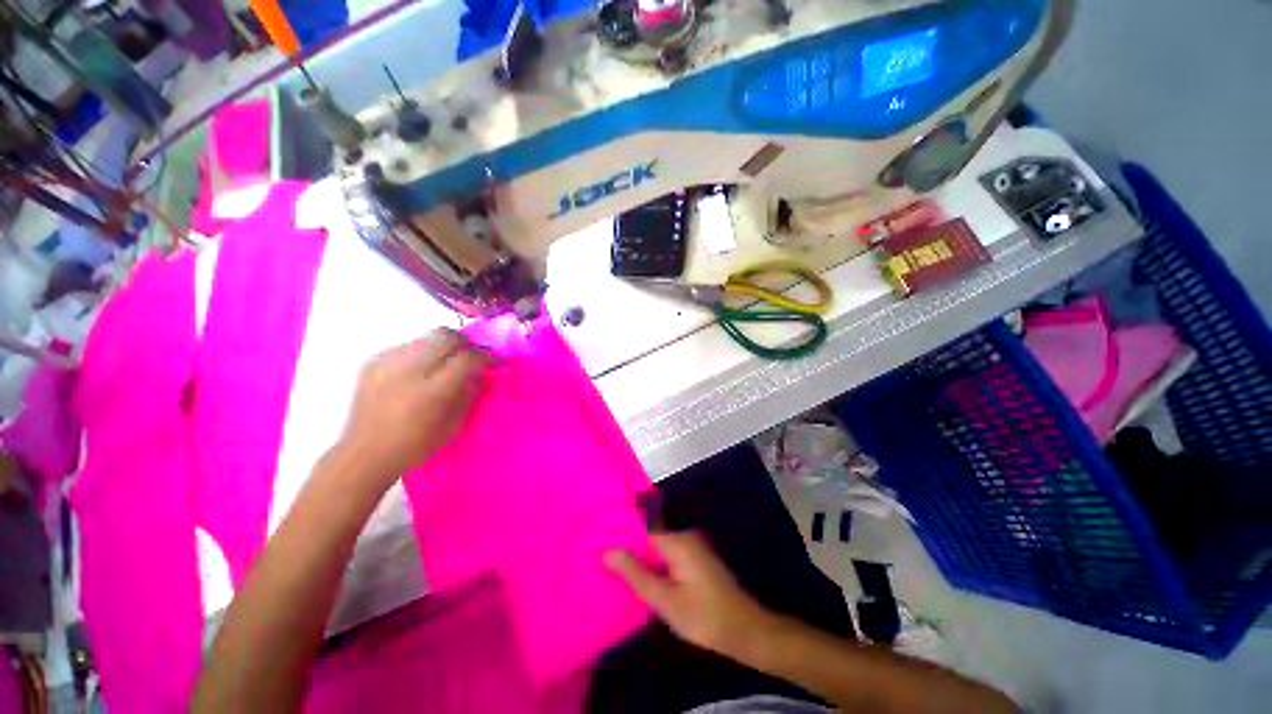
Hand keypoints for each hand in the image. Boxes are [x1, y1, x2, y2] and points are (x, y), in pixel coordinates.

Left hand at [337, 329, 491, 481]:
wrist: (364, 453)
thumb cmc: (415, 446)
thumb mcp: (454, 425)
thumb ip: (470, 393)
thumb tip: (481, 372)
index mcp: (431, 391)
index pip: (467, 358)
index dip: (485, 355)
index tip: (494, 360)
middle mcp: (408, 370)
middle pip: (446, 336)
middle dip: (466, 342)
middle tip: (472, 355)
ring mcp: (387, 362)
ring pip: (427, 337)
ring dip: (444, 346)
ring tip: (447, 362)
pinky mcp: (374, 361)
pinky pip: (408, 346)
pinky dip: (423, 353)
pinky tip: (422, 370)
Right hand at [605, 531, 776, 661]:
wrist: (746, 632)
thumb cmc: (703, 616)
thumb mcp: (664, 599)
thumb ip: (635, 574)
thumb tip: (607, 551)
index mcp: (678, 541)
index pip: (641, 533)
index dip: (623, 543)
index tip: (601, 554)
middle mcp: (686, 537)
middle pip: (650, 542)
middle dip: (633, 556)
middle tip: (608, 573)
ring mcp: (694, 549)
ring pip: (660, 553)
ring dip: (645, 565)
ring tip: (621, 580)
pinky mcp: (698, 562)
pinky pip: (670, 560)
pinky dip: (658, 570)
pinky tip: (647, 586)